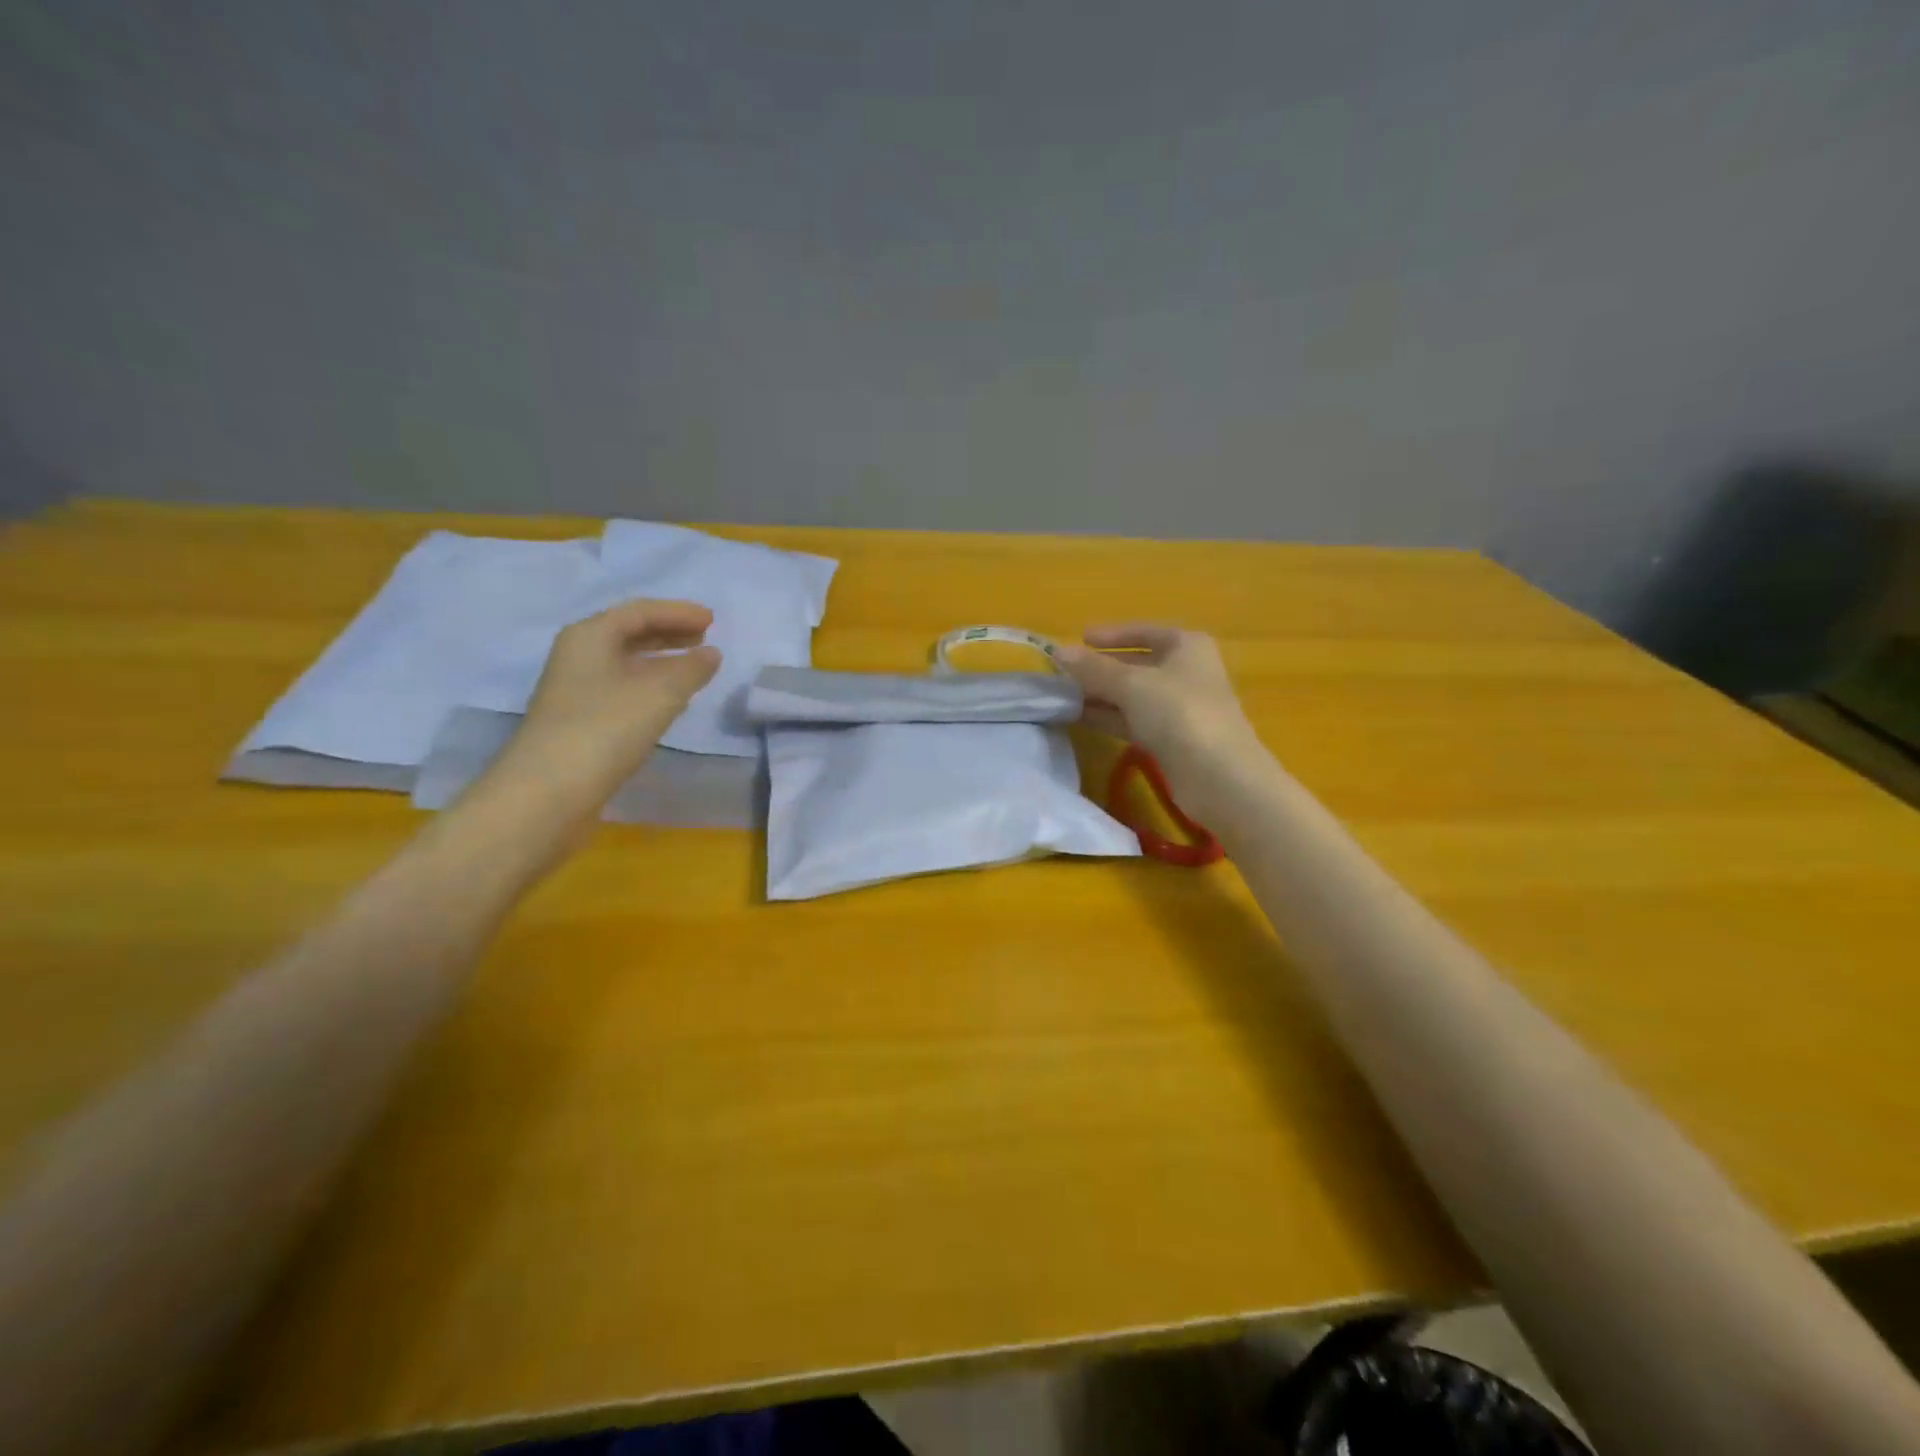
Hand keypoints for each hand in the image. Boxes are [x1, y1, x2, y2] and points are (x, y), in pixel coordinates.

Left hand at [489, 599, 721, 811]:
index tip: (712, 620)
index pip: (639, 611)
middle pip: (628, 633)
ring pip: (625, 662)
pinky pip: (621, 688)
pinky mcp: (579, 720)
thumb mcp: (660, 693)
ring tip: (693, 667)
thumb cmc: (606, 728)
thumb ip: (691, 669)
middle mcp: (577, 656)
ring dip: (660, 660)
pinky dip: (649, 685)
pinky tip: (668, 701)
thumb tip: (710, 654)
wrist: (549, 791)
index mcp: (590, 636)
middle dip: (669, 633)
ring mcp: (575, 690)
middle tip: (705, 638)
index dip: (678, 612)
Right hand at [1057, 624, 1264, 803]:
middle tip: (1064, 672)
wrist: (1218, 775)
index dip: (1112, 634)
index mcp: (1186, 646)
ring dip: (1101, 695)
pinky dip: (1110, 717)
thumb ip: (1093, 668)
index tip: (1081, 638)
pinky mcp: (1172, 738)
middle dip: (1101, 668)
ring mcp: (1180, 707)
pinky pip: (1134, 720)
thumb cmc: (1179, 712)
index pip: (1144, 631)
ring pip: (1133, 695)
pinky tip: (1080, 718)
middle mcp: (1186, 672)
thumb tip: (1058, 651)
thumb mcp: (1131, 684)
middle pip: (1137, 664)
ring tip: (1063, 696)